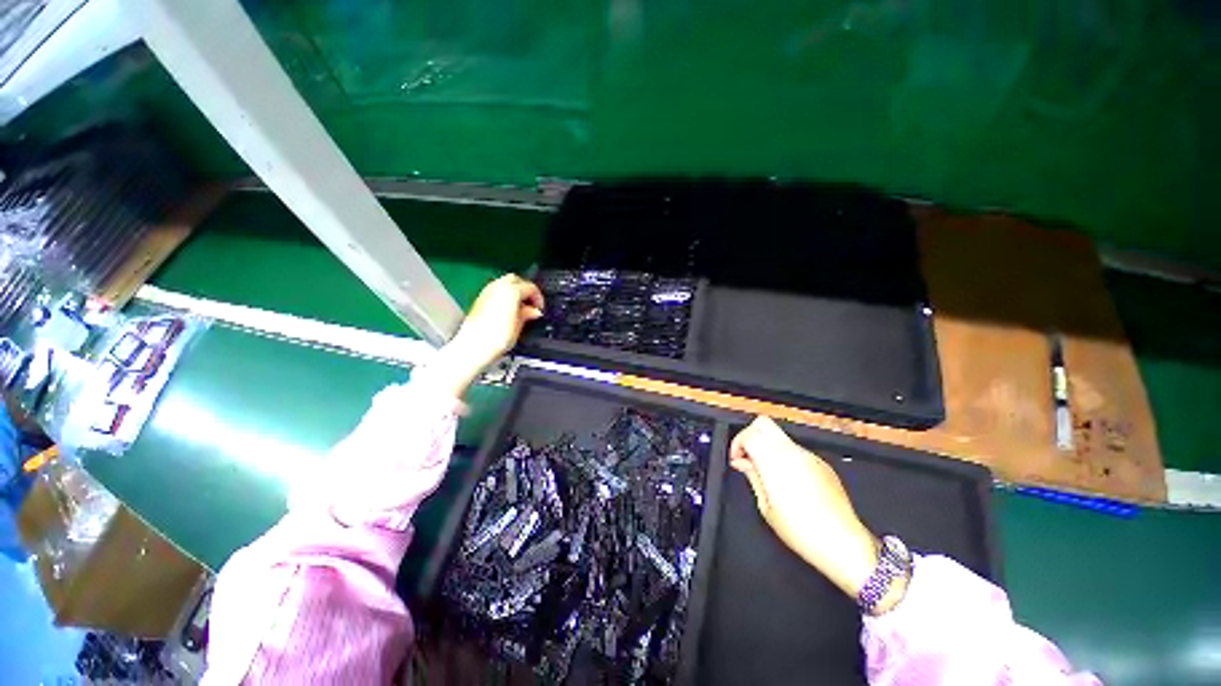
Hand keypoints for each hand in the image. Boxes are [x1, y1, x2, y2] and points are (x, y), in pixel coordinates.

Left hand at [451, 273, 544, 368]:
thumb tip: (533, 311)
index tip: (539, 308)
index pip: (531, 288)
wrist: (475, 346)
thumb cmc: (496, 337)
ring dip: (514, 292)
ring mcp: (487, 292)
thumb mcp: (520, 325)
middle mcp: (498, 287)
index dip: (538, 298)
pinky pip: (496, 291)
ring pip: (504, 283)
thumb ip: (528, 313)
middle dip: (525, 290)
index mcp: (511, 291)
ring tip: (520, 307)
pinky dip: (504, 296)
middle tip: (531, 304)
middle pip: (516, 280)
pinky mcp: (480, 299)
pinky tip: (508, 309)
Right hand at [730, 416, 880, 600]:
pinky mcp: (822, 464)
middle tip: (747, 457)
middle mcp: (791, 451)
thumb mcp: (766, 506)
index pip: (749, 434)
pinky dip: (784, 455)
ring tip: (766, 472)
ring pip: (780, 436)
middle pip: (763, 423)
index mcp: (774, 460)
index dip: (737, 444)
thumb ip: (752, 476)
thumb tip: (741, 462)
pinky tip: (787, 480)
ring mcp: (809, 455)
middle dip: (750, 435)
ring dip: (767, 446)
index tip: (737, 460)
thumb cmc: (801, 530)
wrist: (842, 543)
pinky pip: (796, 450)